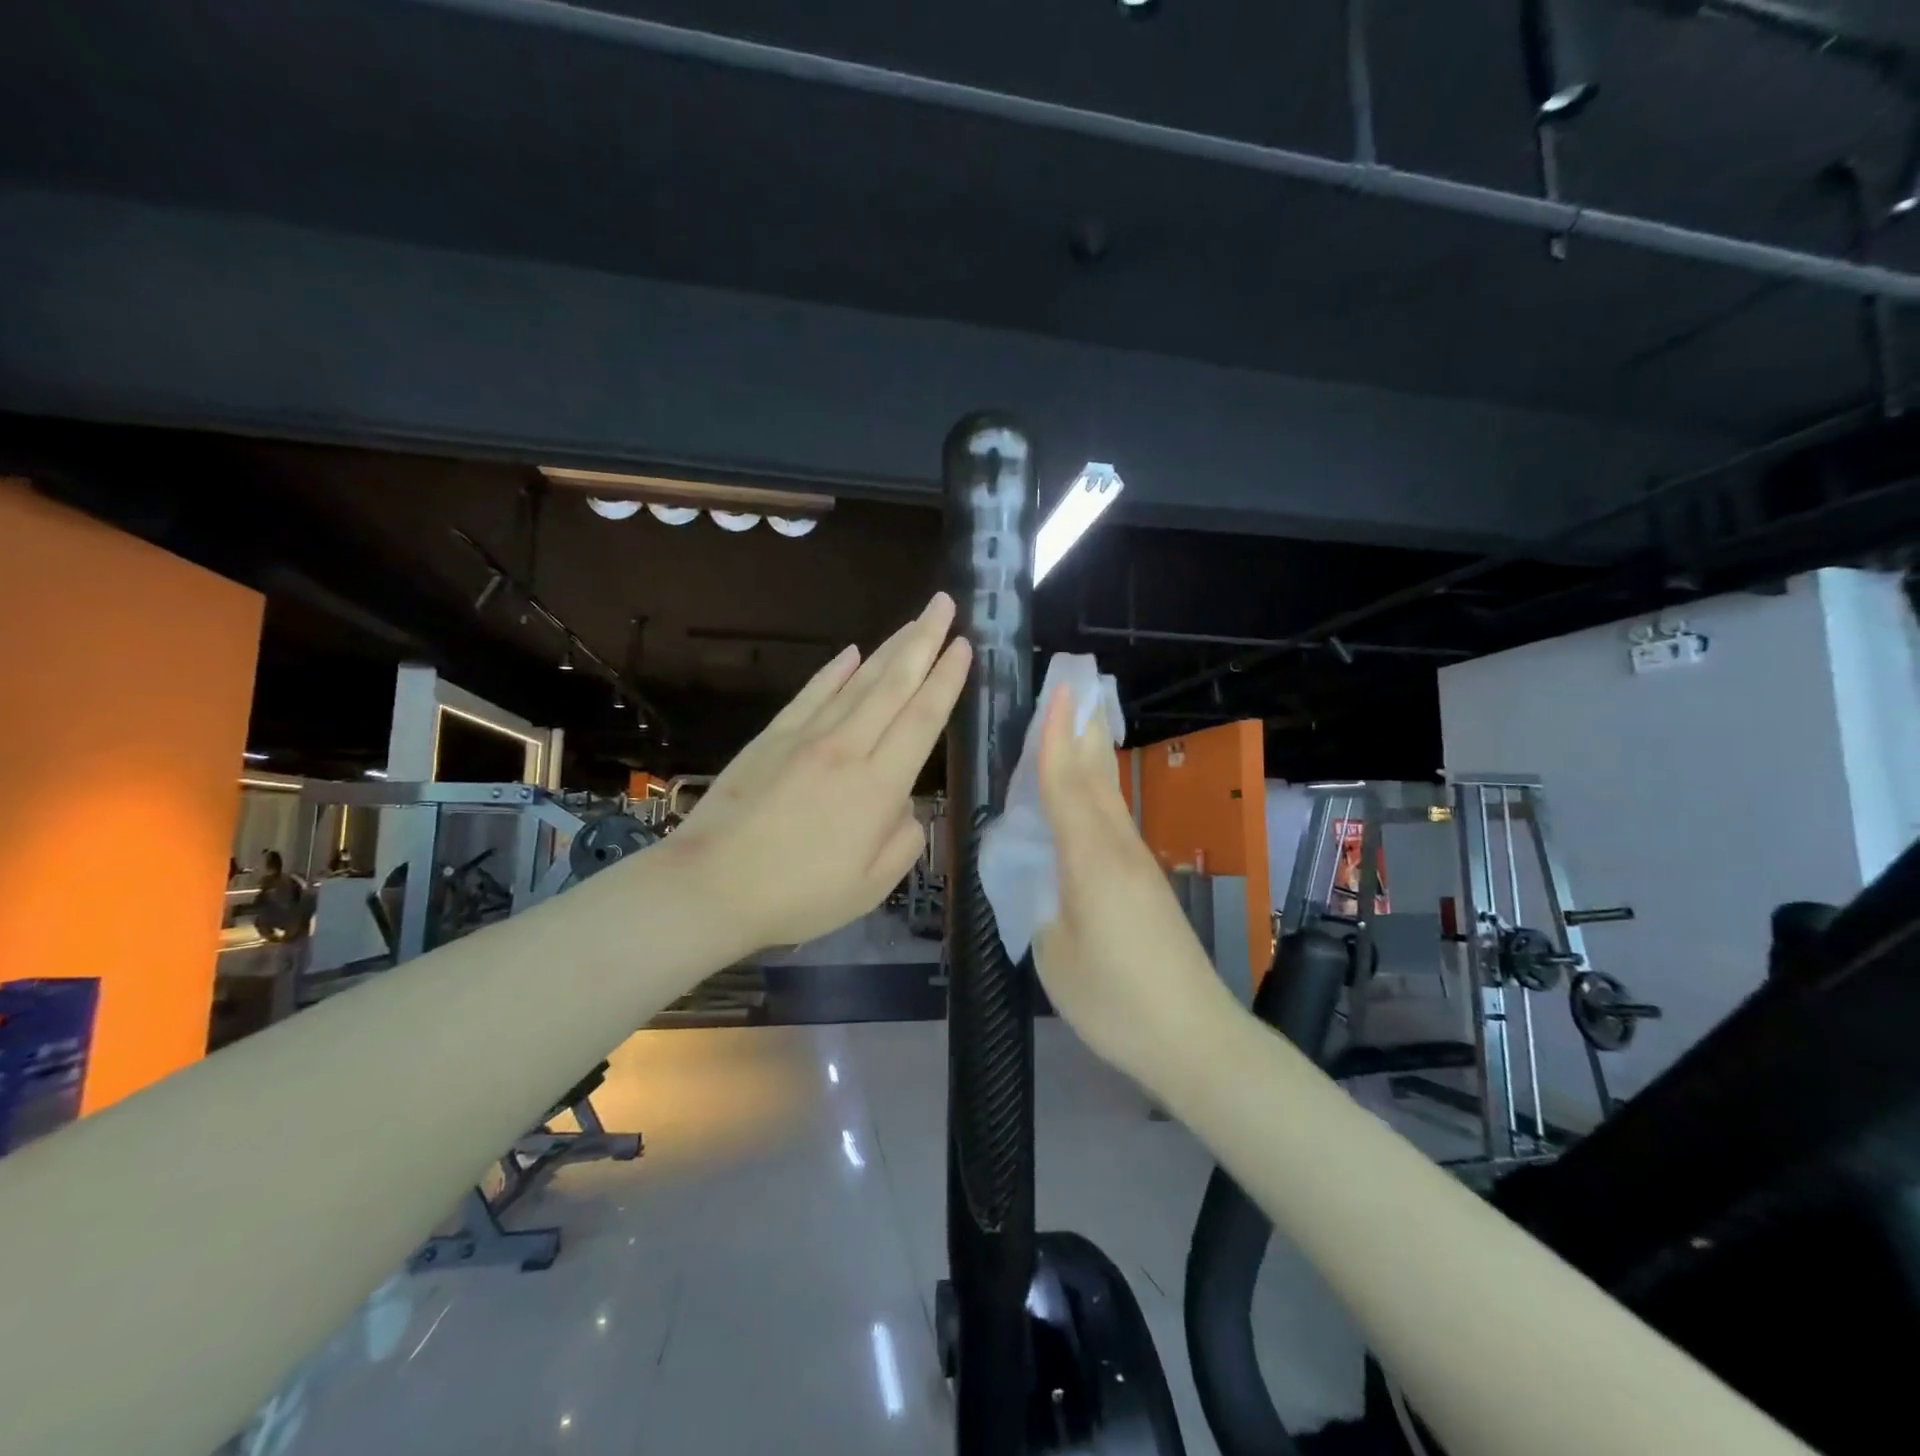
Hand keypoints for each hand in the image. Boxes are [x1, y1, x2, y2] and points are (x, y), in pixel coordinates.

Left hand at [664, 593, 971, 955]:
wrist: (711, 887)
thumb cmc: (798, 895)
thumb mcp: (871, 886)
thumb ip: (903, 840)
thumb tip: (906, 805)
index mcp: (878, 787)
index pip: (922, 719)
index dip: (946, 680)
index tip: (964, 645)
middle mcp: (847, 749)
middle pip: (894, 685)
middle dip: (924, 641)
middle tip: (945, 604)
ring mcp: (806, 737)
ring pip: (858, 682)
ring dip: (890, 647)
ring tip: (914, 620)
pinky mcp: (772, 737)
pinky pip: (812, 694)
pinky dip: (835, 670)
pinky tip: (853, 652)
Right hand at [1031, 689, 1236, 1087]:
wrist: (1194, 1038)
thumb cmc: (1114, 1000)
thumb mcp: (1054, 953)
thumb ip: (1040, 904)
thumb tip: (1039, 877)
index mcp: (1090, 860)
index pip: (1066, 785)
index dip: (1056, 739)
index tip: (1057, 693)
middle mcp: (1118, 849)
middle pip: (1096, 779)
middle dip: (1082, 733)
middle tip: (1074, 689)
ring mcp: (1139, 866)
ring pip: (1111, 798)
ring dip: (1094, 758)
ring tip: (1083, 726)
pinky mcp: (1149, 885)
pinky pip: (1116, 823)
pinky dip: (1100, 794)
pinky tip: (1093, 798)